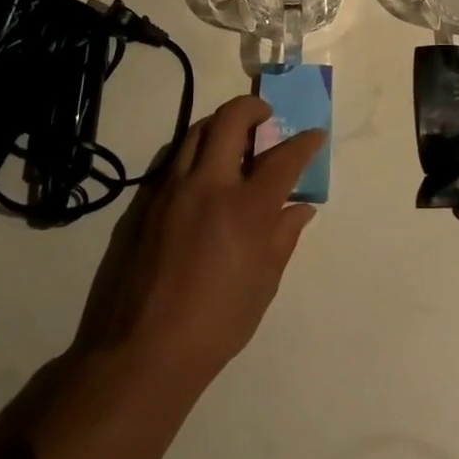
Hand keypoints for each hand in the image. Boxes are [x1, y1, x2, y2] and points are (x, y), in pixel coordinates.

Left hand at [95, 95, 323, 390]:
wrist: (144, 350)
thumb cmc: (217, 323)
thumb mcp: (264, 283)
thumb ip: (283, 237)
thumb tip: (300, 208)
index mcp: (247, 208)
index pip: (284, 157)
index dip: (305, 142)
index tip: (314, 135)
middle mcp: (209, 185)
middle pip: (231, 120)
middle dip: (253, 108)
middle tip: (266, 117)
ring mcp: (172, 189)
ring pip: (197, 132)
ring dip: (221, 124)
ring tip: (234, 138)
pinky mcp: (146, 202)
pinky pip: (174, 159)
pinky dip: (195, 152)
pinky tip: (203, 174)